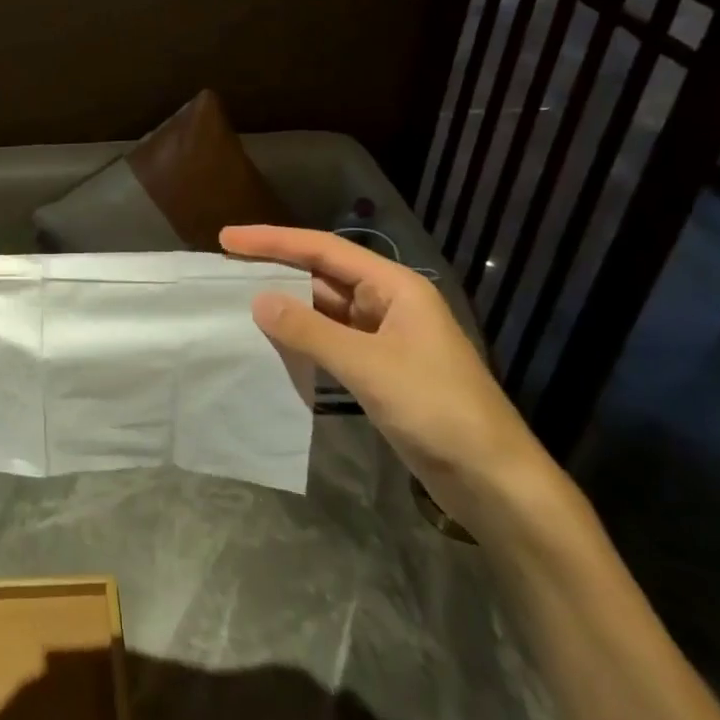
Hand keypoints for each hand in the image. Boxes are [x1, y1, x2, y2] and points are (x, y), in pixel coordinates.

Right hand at [220, 225, 550, 529]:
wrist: (493, 481)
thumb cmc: (436, 409)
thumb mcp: (368, 366)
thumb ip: (310, 331)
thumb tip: (258, 300)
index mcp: (395, 287)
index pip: (324, 250)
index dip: (273, 240)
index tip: (228, 238)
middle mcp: (389, 303)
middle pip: (323, 274)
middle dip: (276, 268)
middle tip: (226, 266)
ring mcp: (385, 337)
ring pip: (325, 309)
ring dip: (287, 305)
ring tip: (238, 300)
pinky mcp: (380, 369)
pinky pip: (331, 340)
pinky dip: (302, 338)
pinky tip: (273, 342)